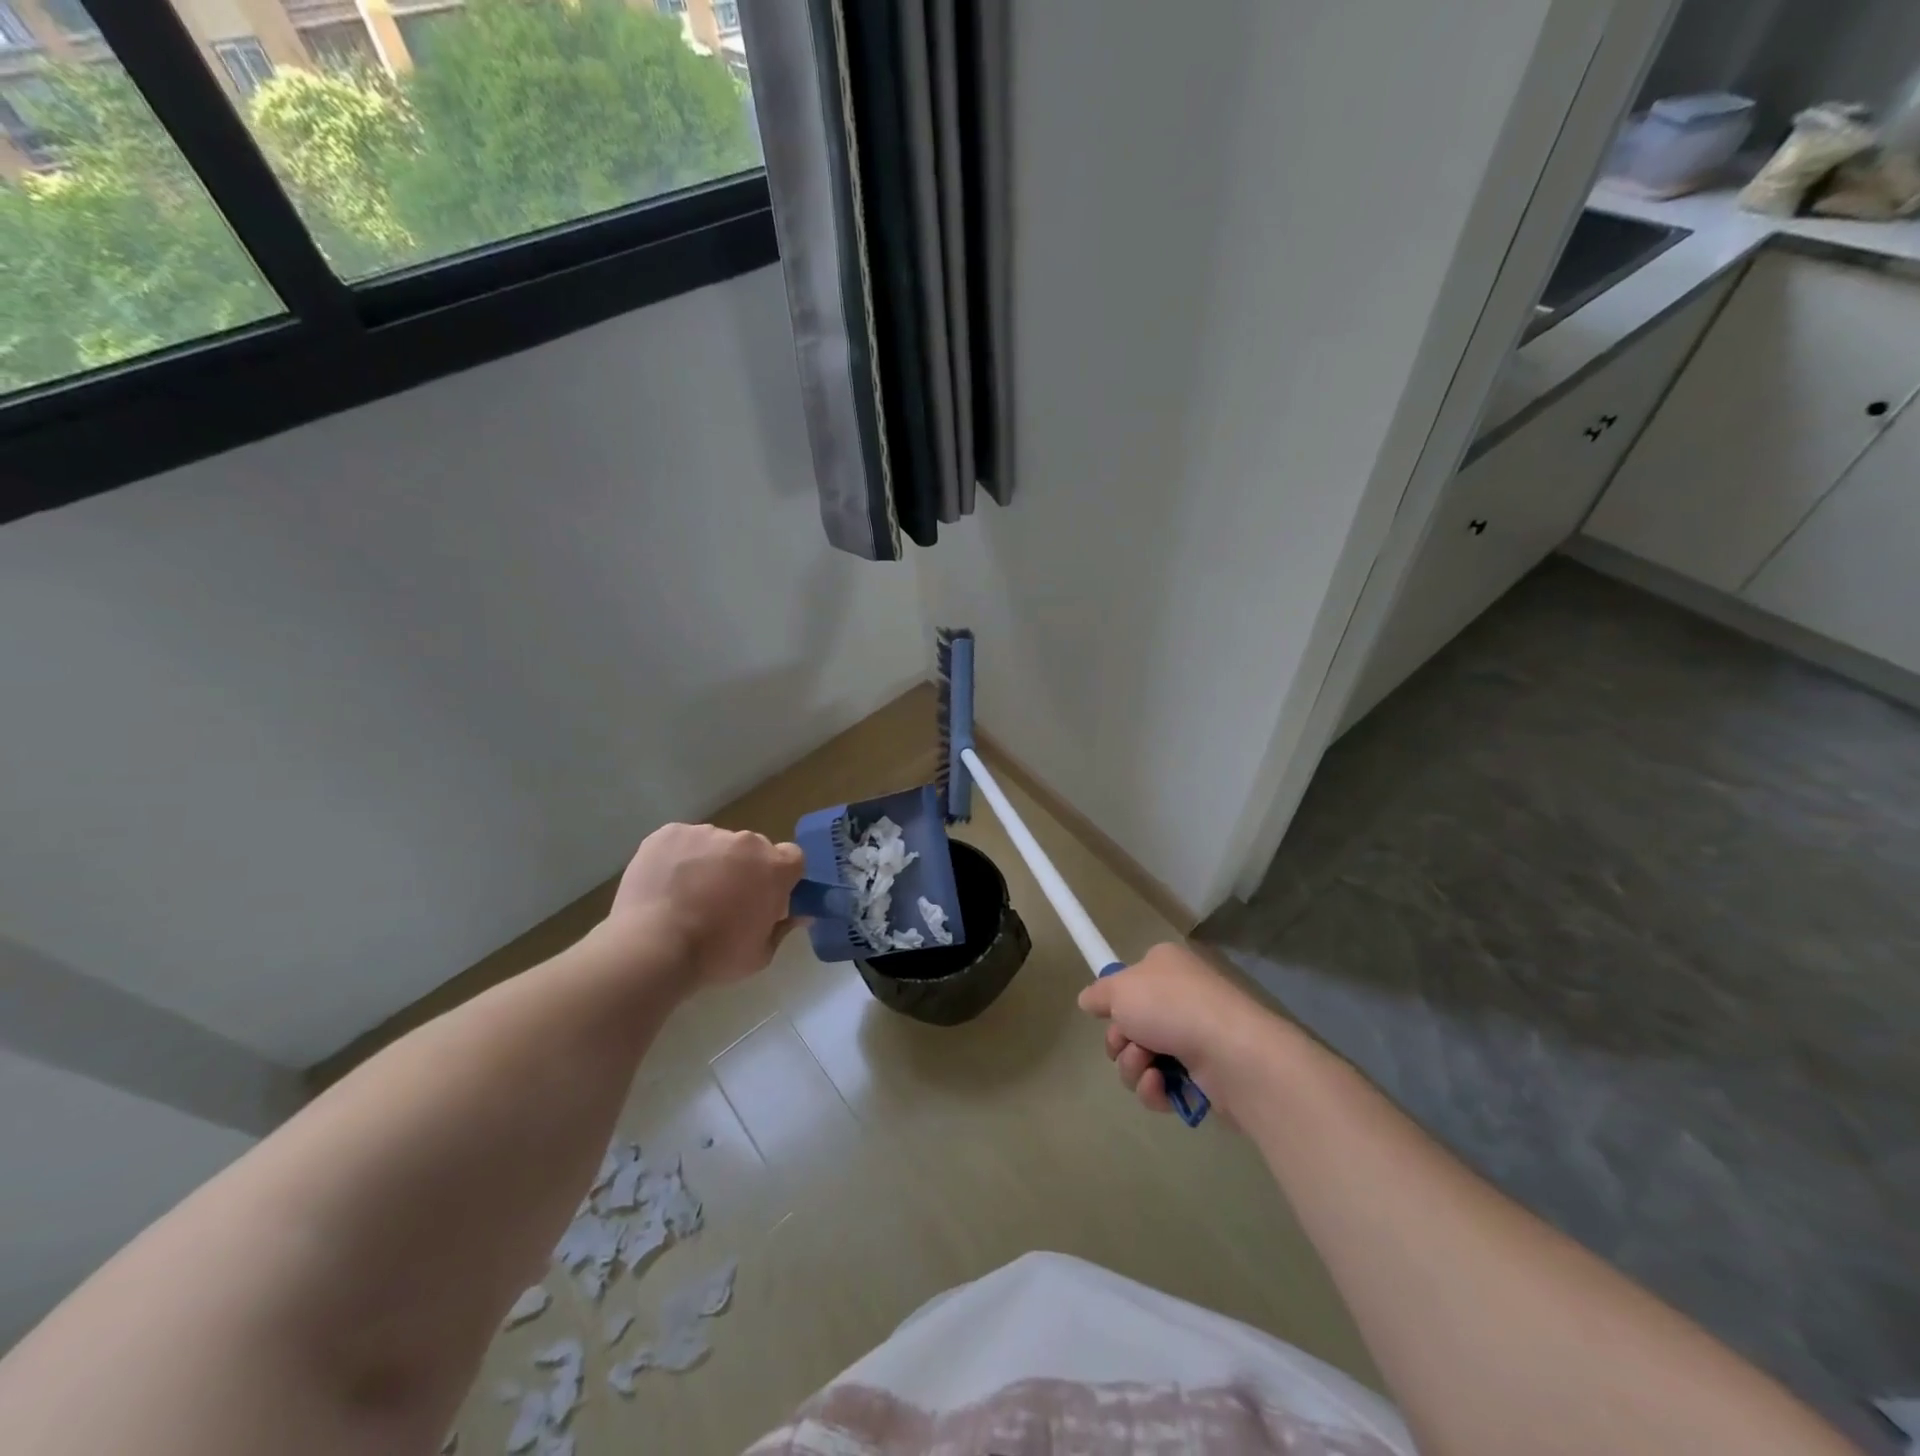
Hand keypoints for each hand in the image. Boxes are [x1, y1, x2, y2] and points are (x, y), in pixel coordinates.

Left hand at [607, 823, 805, 984]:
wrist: (652, 948)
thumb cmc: (714, 956)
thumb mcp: (760, 954)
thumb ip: (782, 928)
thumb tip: (798, 915)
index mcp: (775, 867)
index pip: (792, 858)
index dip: (782, 876)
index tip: (767, 896)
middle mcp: (746, 842)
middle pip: (753, 849)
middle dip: (745, 869)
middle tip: (724, 900)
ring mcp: (706, 833)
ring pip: (716, 844)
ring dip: (710, 862)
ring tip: (686, 895)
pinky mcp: (669, 833)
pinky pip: (682, 842)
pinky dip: (678, 857)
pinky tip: (664, 885)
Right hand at [1077, 943, 1277, 1117]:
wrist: (1232, 1052)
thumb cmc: (1171, 1006)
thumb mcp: (1120, 989)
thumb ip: (1099, 994)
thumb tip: (1087, 1000)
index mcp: (1166, 967)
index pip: (1131, 982)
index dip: (1115, 1002)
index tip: (1108, 1015)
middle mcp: (1182, 998)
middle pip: (1132, 1024)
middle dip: (1120, 1041)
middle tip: (1126, 1043)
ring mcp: (1195, 1038)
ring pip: (1143, 1058)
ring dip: (1133, 1066)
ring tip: (1147, 1067)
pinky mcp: (1204, 1077)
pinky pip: (1163, 1086)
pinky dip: (1155, 1088)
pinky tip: (1161, 1086)